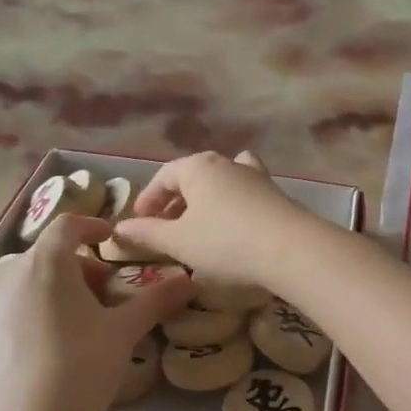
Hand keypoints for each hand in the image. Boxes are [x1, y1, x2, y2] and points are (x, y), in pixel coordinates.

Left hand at [0, 215, 193, 410]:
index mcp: (44, 264)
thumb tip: (189, 279)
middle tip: (105, 292)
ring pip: (25, 283)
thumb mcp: (123, 333)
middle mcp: (7, 276)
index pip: (67, 225)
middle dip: (78, 266)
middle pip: (46, 256)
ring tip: (78, 322)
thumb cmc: (80, 369)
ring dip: (54, 290)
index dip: (92, 225)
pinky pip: (9, 310)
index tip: (111, 237)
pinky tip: (50, 349)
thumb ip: (156, 300)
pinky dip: (32, 312)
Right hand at [113, 152, 314, 288]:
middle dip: (176, 199)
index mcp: (197, 167)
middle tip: (166, 225)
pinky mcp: (276, 194)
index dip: (149, 198)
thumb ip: (148, 233)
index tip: (140, 220)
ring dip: (206, 199)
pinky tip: (234, 224)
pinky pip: (245, 193)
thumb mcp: (179, 241)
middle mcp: (226, 163)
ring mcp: (255, 176)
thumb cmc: (224, 241)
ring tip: (199, 223)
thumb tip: (120, 229)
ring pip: (222, 181)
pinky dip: (232, 204)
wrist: (290, 248)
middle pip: (194, 176)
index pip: (165, 175)